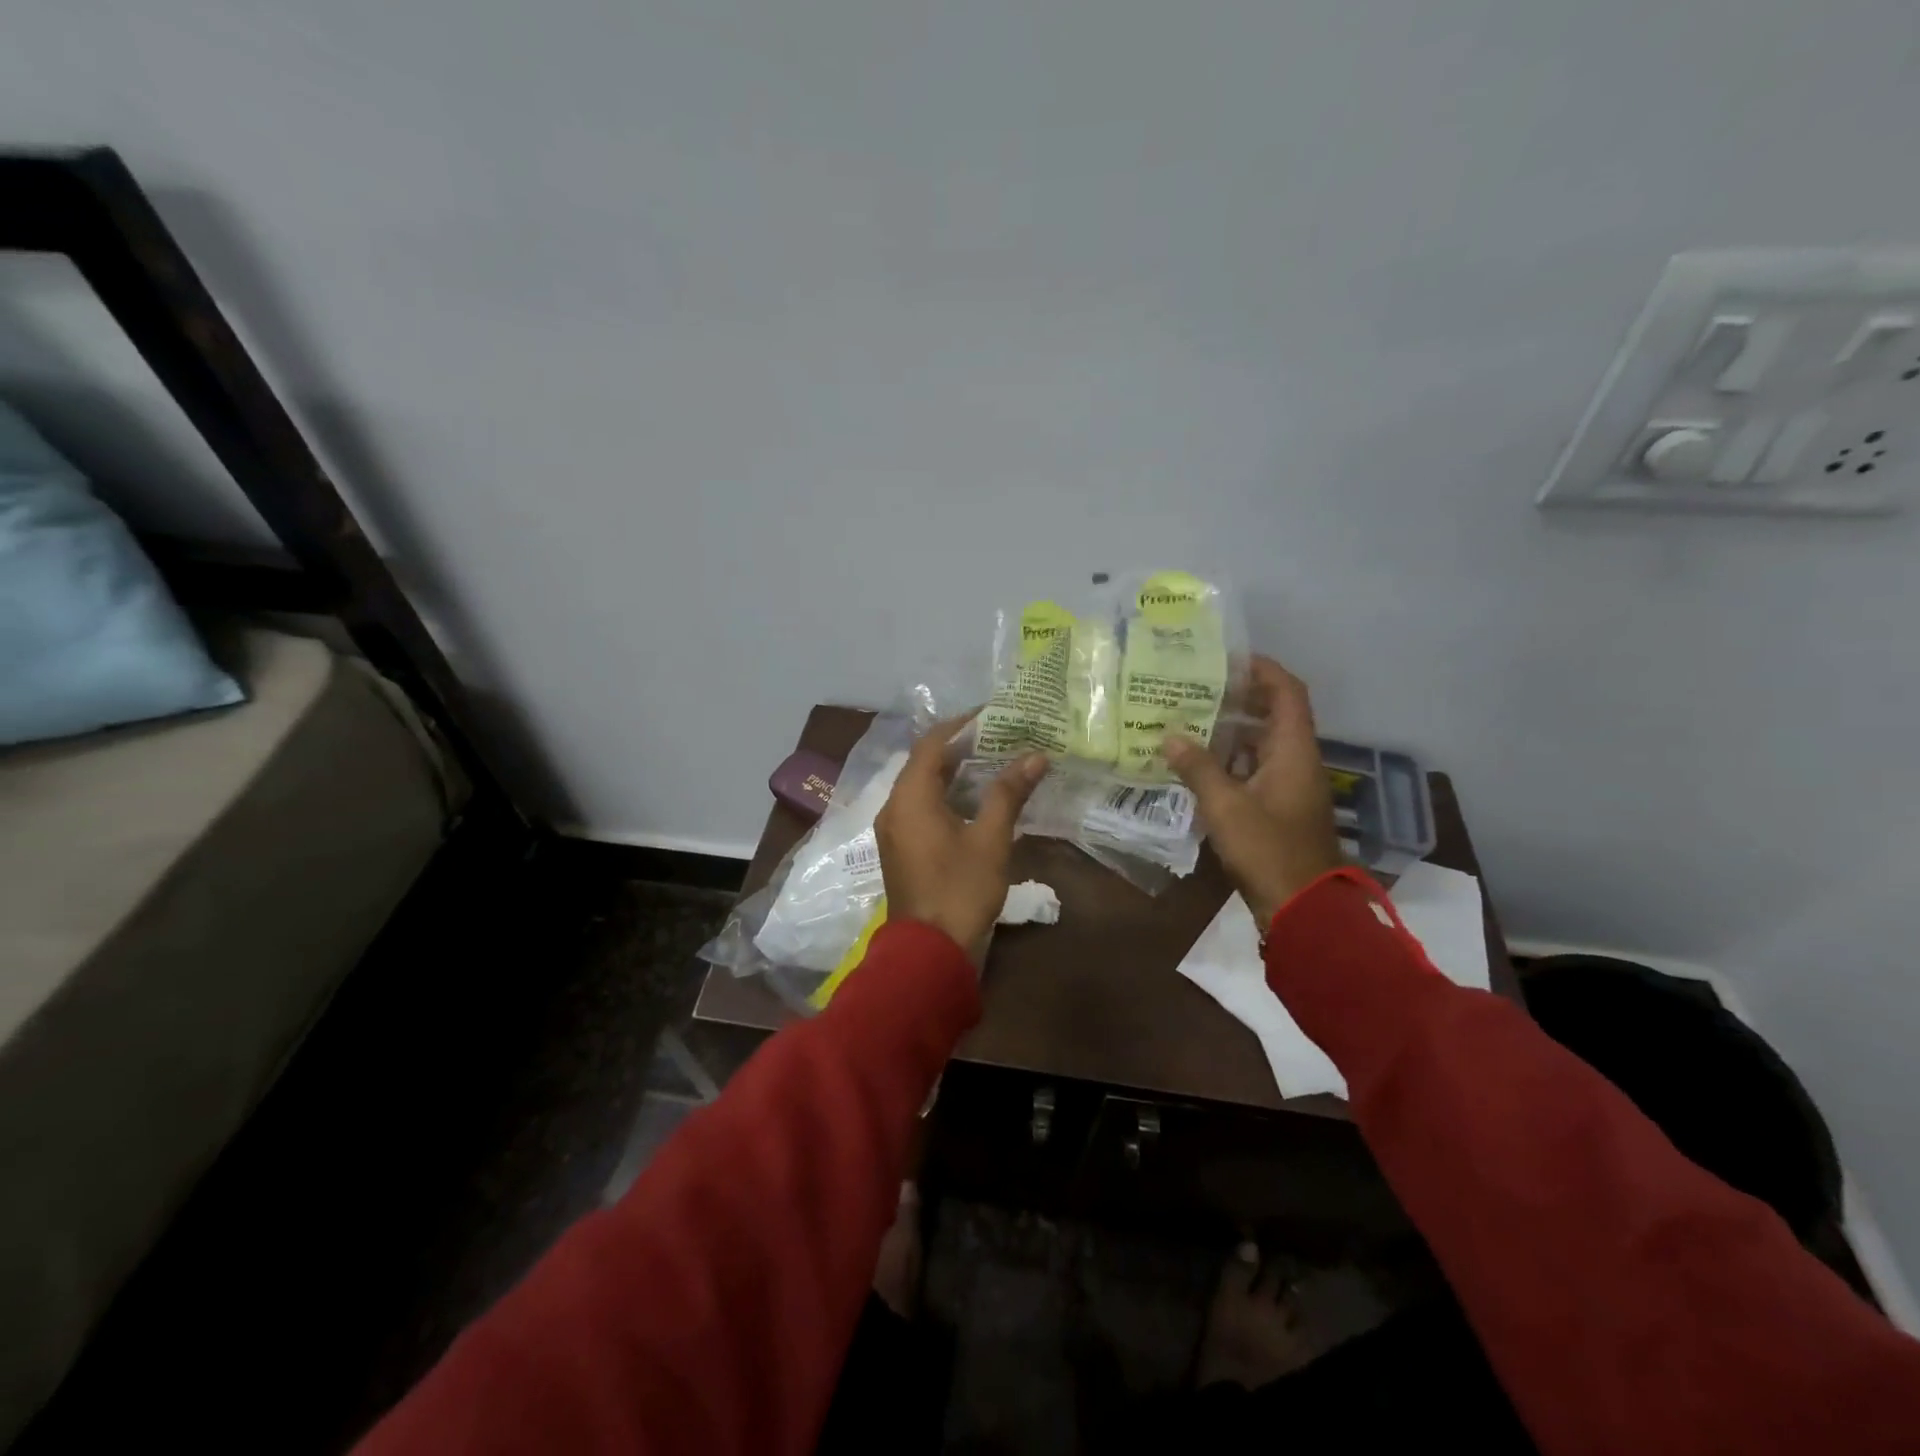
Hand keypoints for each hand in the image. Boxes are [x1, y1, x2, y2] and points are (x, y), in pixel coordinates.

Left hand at [874, 719, 1048, 957]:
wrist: (929, 952)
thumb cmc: (961, 890)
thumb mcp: (991, 839)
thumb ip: (1008, 793)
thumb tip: (1035, 756)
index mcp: (910, 797)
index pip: (932, 743)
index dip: (960, 724)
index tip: (991, 715)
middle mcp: (894, 807)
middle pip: (924, 763)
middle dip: (960, 747)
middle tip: (998, 736)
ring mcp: (894, 830)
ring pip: (922, 787)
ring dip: (953, 772)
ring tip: (992, 761)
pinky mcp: (900, 849)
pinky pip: (920, 808)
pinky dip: (945, 795)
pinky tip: (975, 799)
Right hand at [1164, 656, 1344, 927]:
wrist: (1302, 906)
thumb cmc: (1268, 850)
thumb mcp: (1226, 807)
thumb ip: (1198, 768)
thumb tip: (1170, 736)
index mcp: (1294, 751)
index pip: (1287, 692)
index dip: (1262, 670)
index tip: (1228, 659)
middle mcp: (1296, 761)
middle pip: (1274, 715)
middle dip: (1239, 698)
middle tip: (1198, 688)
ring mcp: (1289, 786)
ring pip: (1262, 744)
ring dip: (1231, 730)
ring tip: (1190, 720)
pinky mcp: (1279, 808)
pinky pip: (1255, 770)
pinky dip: (1230, 760)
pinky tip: (1198, 763)